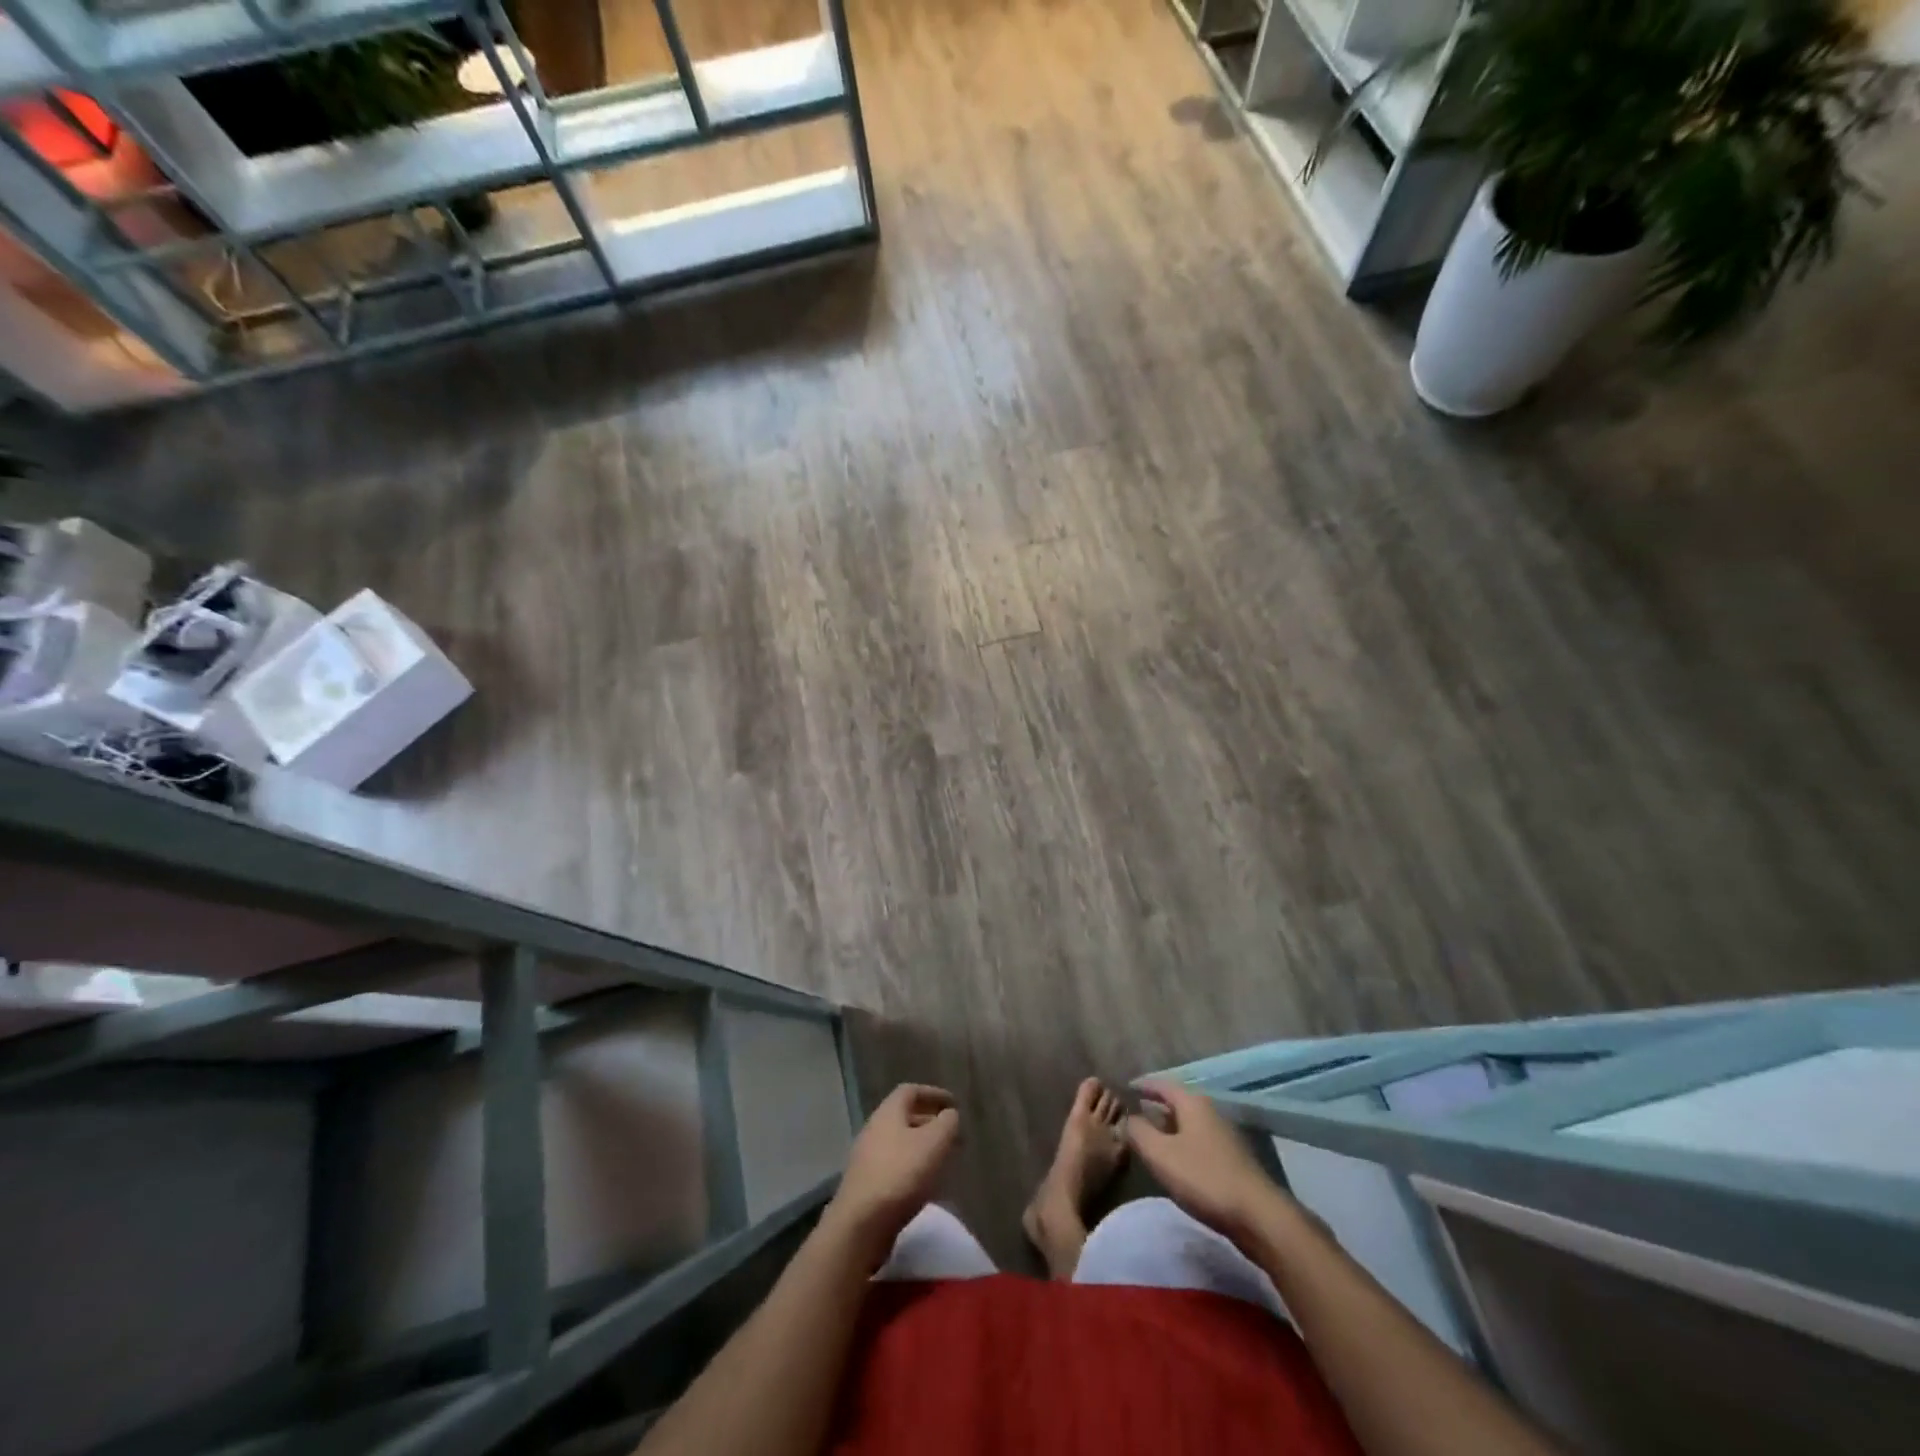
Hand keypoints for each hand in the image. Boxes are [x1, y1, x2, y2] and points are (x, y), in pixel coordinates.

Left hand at [823, 1084, 960, 1258]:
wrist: (860, 1224)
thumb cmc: (901, 1174)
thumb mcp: (934, 1143)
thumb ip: (947, 1123)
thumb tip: (949, 1115)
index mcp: (888, 1112)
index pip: (911, 1091)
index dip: (934, 1094)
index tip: (954, 1105)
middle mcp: (874, 1129)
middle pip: (905, 1117)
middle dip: (931, 1123)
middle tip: (954, 1135)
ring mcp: (867, 1158)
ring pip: (901, 1144)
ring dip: (923, 1148)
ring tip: (944, 1160)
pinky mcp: (866, 1185)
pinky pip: (895, 1166)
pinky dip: (914, 1168)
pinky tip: (927, 1185)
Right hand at [1127, 1079, 1286, 1241]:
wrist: (1258, 1216)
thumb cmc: (1204, 1178)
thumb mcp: (1160, 1154)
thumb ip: (1139, 1132)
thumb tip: (1128, 1118)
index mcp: (1192, 1103)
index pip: (1162, 1084)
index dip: (1142, 1086)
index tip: (1124, 1089)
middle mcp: (1210, 1112)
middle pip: (1177, 1103)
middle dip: (1155, 1108)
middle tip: (1133, 1116)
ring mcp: (1224, 1137)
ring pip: (1189, 1125)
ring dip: (1169, 1129)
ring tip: (1149, 1140)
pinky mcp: (1232, 1161)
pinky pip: (1199, 1143)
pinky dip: (1182, 1146)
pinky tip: (1175, 1164)